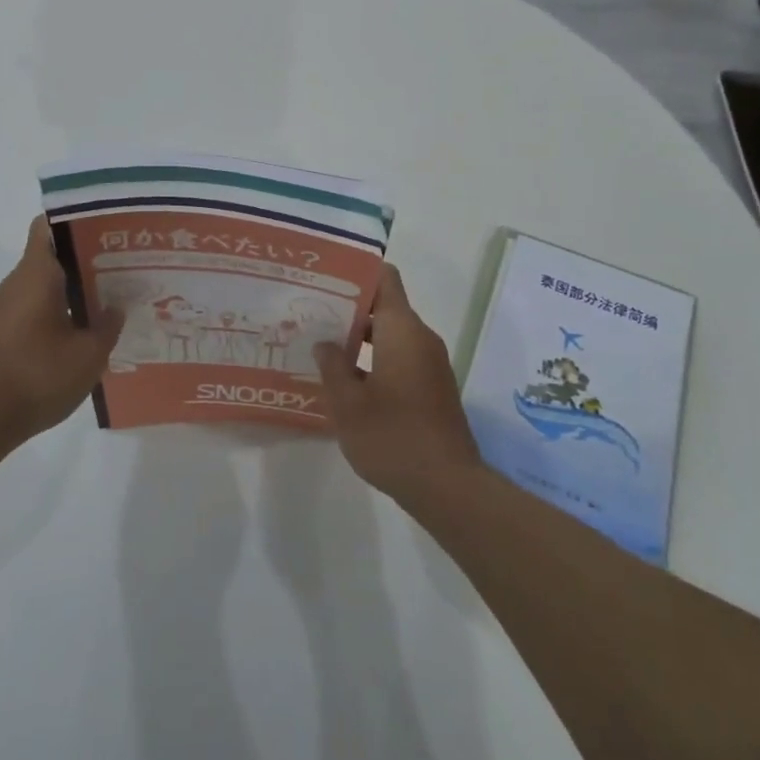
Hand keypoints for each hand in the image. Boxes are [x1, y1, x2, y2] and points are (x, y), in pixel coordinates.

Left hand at [0, 218, 125, 444]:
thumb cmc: (36, 376)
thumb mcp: (88, 354)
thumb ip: (108, 326)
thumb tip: (117, 307)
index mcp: (36, 274)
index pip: (49, 226)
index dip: (79, 220)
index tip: (110, 228)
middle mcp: (19, 283)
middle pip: (54, 255)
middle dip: (90, 258)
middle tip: (127, 265)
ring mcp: (8, 309)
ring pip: (48, 284)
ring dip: (78, 288)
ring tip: (116, 298)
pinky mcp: (5, 333)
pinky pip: (39, 307)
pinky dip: (64, 311)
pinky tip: (89, 331)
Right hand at [313, 264, 482, 506]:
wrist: (447, 486)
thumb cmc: (392, 437)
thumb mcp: (348, 403)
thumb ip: (332, 366)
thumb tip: (325, 344)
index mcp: (403, 330)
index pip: (385, 279)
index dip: (357, 272)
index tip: (327, 277)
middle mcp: (421, 338)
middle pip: (386, 307)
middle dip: (350, 308)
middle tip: (312, 313)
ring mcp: (431, 364)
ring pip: (392, 335)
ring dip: (361, 338)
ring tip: (323, 346)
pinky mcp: (433, 388)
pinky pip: (401, 357)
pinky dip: (376, 359)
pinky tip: (348, 380)